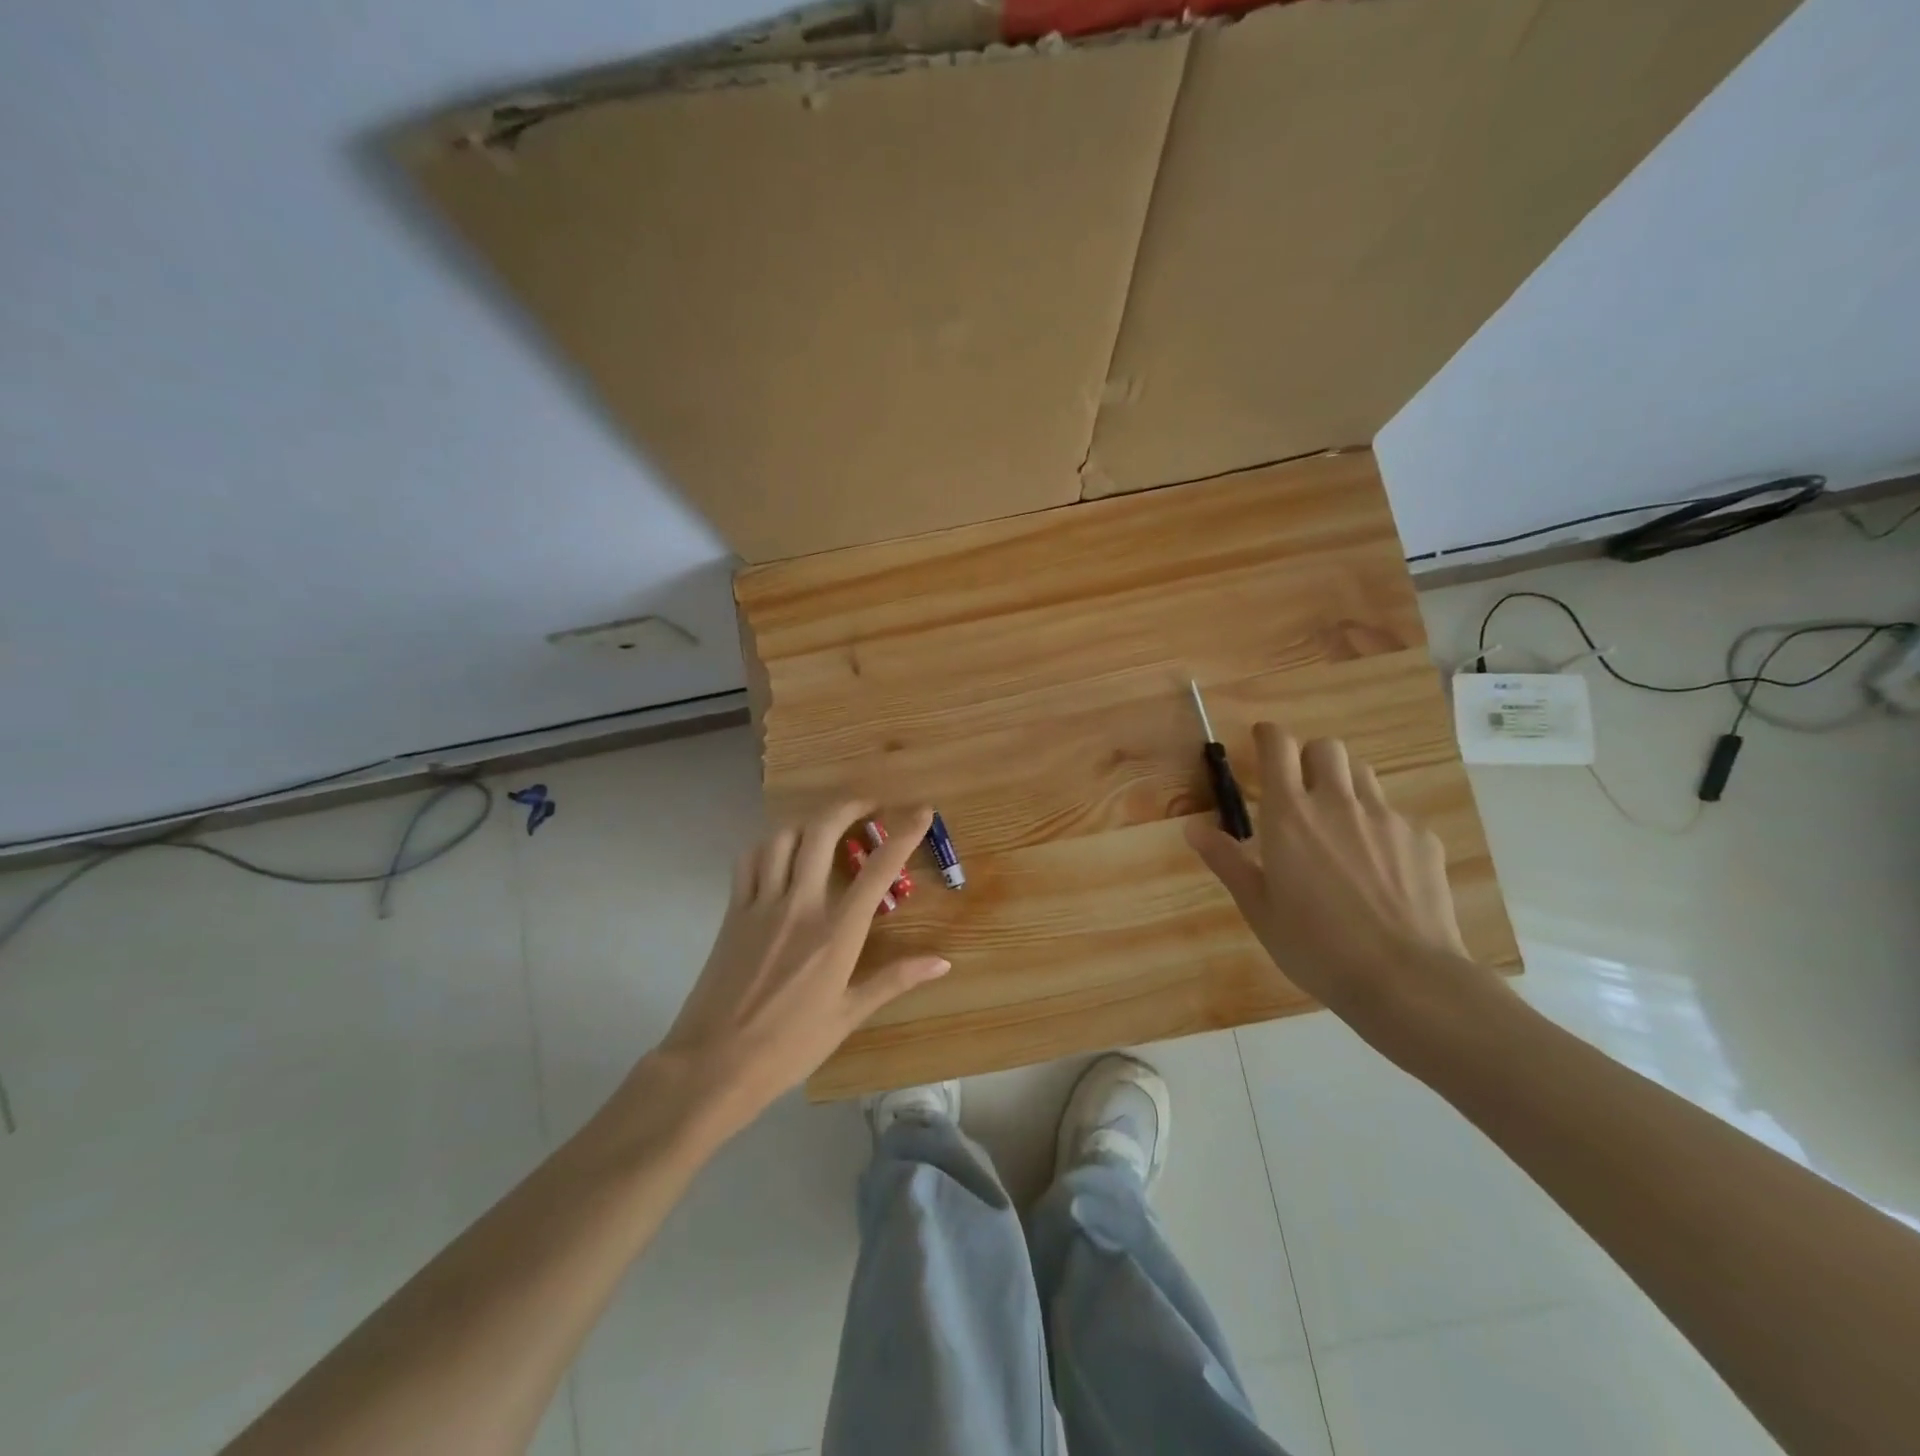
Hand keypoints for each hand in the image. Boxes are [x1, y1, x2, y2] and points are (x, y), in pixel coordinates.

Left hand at [649, 803, 949, 1133]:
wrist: (713, 1063)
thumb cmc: (789, 1046)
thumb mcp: (848, 1016)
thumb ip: (894, 980)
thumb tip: (942, 963)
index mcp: (836, 933)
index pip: (878, 870)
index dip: (904, 834)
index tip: (922, 810)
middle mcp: (800, 906)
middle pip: (823, 832)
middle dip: (849, 806)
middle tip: (868, 804)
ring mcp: (761, 904)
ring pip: (783, 838)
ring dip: (808, 822)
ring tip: (826, 827)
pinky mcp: (733, 912)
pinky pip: (750, 860)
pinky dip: (769, 845)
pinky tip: (780, 853)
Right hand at [1187, 726, 1493, 1033]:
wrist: (1404, 977)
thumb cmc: (1315, 945)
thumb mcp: (1258, 908)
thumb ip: (1226, 861)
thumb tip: (1192, 828)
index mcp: (1290, 815)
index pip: (1278, 746)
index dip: (1268, 736)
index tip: (1261, 741)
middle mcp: (1337, 803)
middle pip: (1326, 748)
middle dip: (1309, 758)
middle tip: (1300, 791)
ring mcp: (1386, 818)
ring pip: (1363, 774)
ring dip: (1344, 784)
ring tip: (1338, 824)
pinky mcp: (1422, 839)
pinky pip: (1394, 815)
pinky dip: (1379, 826)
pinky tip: (1379, 868)